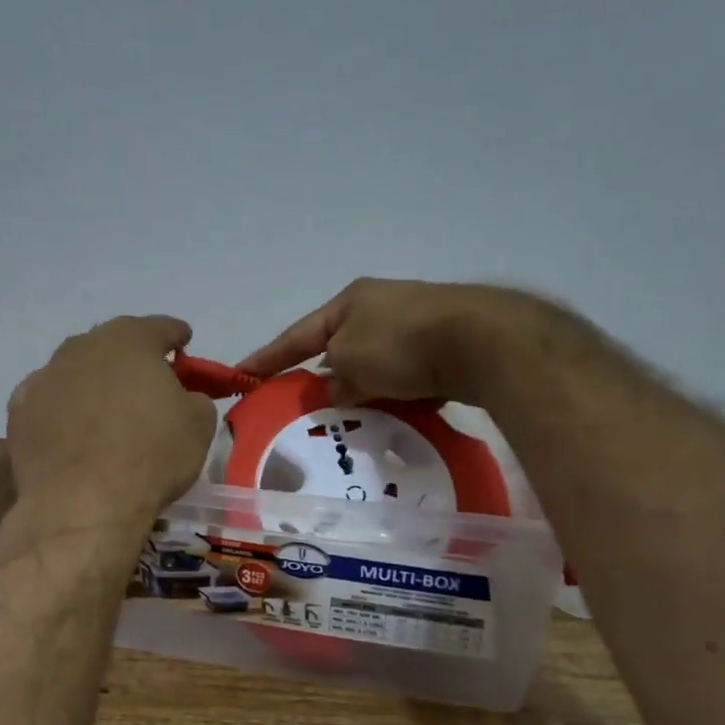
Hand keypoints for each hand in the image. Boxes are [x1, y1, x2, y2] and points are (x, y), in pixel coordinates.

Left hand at [9, 316, 217, 525]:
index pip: (160, 327)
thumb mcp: (199, 425)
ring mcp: (45, 377)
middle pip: (113, 343)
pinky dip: (63, 409)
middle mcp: (83, 347)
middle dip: (131, 357)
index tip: (184, 342)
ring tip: (106, 409)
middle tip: (147, 381)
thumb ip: (194, 397)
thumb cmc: (151, 457)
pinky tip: (72, 430)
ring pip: (77, 370)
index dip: (176, 335)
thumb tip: (182, 397)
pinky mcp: (19, 410)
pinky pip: (50, 400)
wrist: (83, 504)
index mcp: (130, 340)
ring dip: (94, 382)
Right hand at [238, 278, 530, 405]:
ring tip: (350, 422)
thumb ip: (334, 380)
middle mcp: (380, 308)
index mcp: (350, 301)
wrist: (483, 341)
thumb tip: (338, 390)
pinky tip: (394, 417)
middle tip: (302, 409)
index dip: (267, 357)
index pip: (297, 335)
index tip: (241, 375)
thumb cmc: (402, 343)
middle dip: (321, 378)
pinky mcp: (442, 349)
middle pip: (338, 350)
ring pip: (373, 367)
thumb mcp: (351, 360)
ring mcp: (415, 326)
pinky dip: (394, 397)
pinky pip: (404, 378)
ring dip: (361, 392)